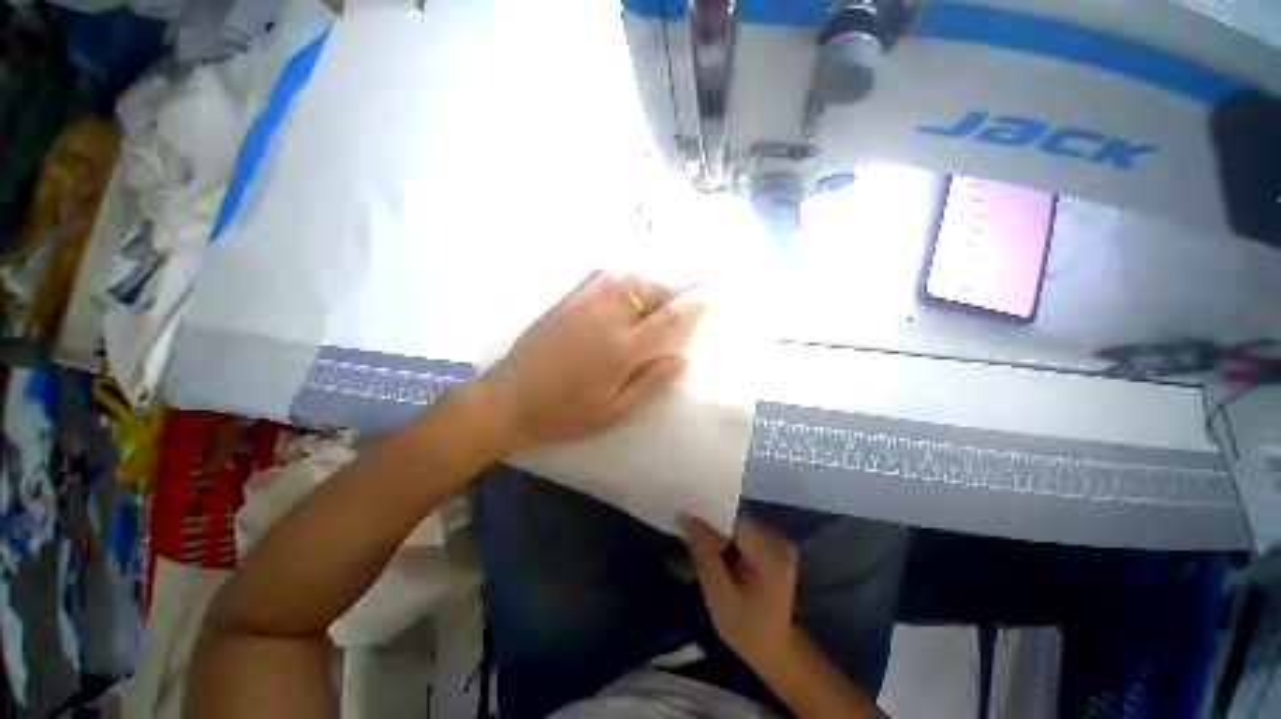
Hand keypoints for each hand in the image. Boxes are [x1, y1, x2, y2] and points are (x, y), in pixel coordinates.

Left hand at [479, 270, 704, 450]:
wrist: (509, 400)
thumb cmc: (565, 413)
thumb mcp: (613, 411)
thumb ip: (649, 382)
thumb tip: (681, 360)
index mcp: (623, 349)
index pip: (666, 319)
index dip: (689, 305)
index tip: (705, 294)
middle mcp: (608, 319)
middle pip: (649, 293)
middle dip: (672, 288)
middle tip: (688, 287)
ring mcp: (584, 307)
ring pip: (626, 282)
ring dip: (649, 281)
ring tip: (660, 287)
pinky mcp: (565, 303)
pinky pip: (596, 279)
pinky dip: (616, 275)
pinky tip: (622, 278)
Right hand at [684, 515, 799, 668]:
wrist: (774, 650)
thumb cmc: (745, 627)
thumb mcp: (719, 594)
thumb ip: (704, 553)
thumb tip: (687, 516)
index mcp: (771, 556)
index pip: (734, 522)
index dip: (709, 517)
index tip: (685, 519)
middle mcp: (779, 542)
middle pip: (738, 521)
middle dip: (713, 526)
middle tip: (689, 534)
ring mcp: (779, 544)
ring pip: (740, 525)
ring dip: (720, 532)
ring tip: (699, 542)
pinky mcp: (775, 547)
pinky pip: (746, 533)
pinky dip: (729, 538)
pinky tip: (717, 551)